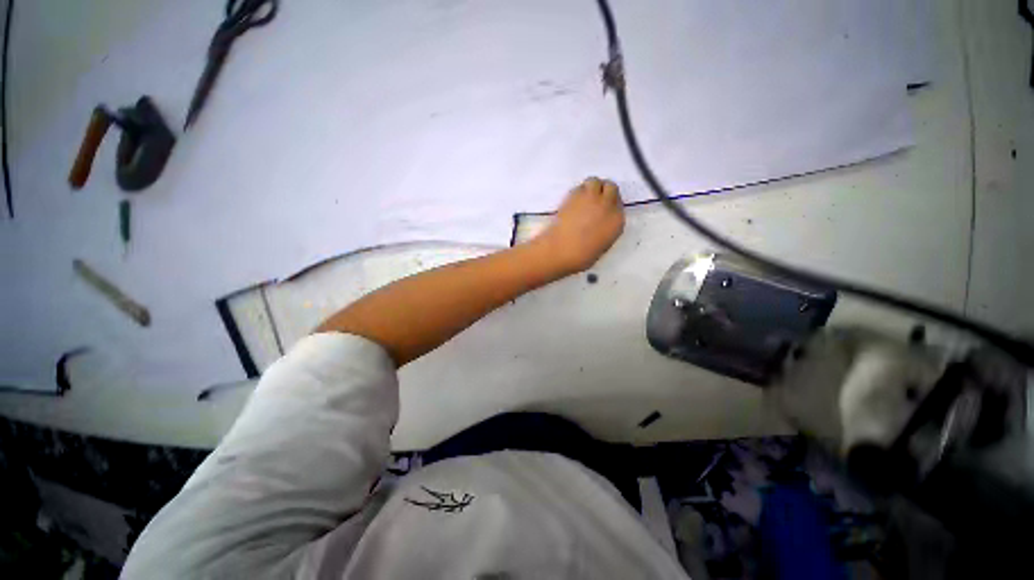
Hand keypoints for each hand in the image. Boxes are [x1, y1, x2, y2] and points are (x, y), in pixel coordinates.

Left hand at [538, 177, 624, 273]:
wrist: (560, 250)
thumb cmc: (581, 256)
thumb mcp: (602, 246)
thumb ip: (606, 230)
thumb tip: (601, 224)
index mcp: (617, 221)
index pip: (619, 205)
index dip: (611, 205)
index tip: (604, 210)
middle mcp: (607, 206)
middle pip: (611, 187)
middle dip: (604, 192)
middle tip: (595, 200)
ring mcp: (590, 198)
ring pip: (595, 181)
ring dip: (592, 187)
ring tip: (584, 198)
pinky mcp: (573, 196)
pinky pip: (579, 187)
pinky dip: (578, 192)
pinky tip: (573, 203)